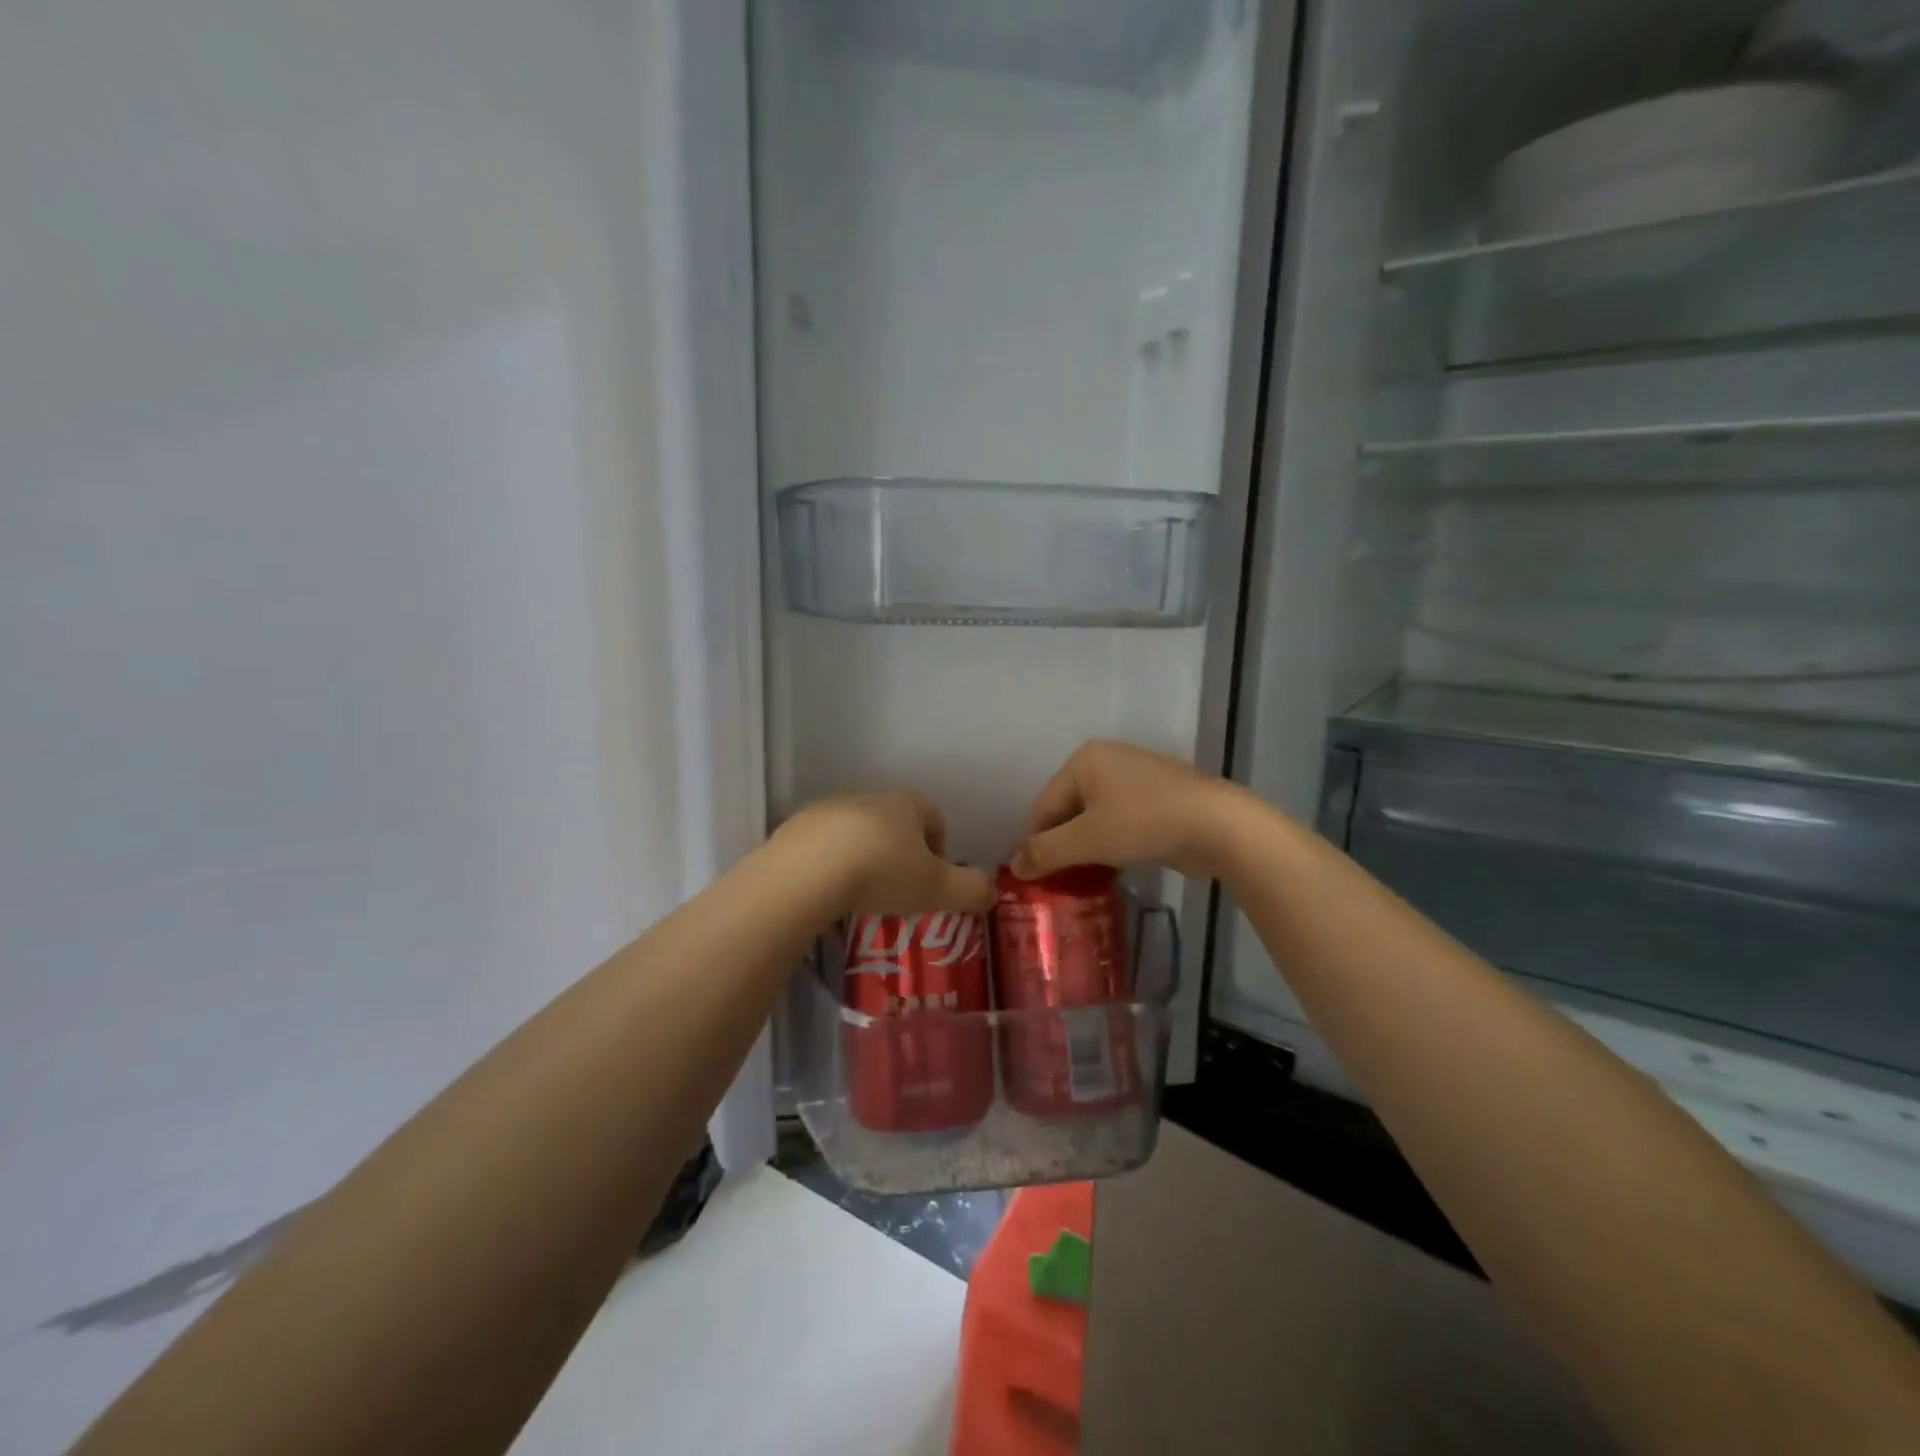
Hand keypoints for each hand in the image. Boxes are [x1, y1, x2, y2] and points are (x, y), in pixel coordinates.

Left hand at [776, 789, 995, 916]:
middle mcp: (870, 796)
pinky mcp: (797, 826)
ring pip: (858, 832)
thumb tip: (992, 891)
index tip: (932, 883)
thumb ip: (970, 889)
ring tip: (861, 895)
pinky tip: (828, 892)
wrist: (807, 871)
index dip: (939, 851)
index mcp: (908, 803)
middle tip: (898, 891)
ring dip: (864, 857)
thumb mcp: (937, 888)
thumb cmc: (883, 872)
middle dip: (900, 853)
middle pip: (895, 823)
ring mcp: (830, 808)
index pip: (935, 819)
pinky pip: (823, 846)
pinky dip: (830, 865)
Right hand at [1011, 740, 1242, 880]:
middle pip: (1068, 810)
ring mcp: (1136, 778)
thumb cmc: (1144, 823)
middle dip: (1060, 846)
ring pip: (1095, 818)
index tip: (1028, 878)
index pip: (1044, 805)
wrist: (1218, 826)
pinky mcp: (1158, 799)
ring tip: (1077, 883)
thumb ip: (1046, 852)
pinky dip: (1110, 845)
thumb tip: (1014, 866)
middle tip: (1052, 883)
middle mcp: (1107, 761)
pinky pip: (1119, 823)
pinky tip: (1109, 871)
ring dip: (1085, 849)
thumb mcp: (1087, 840)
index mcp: (1084, 760)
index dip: (1033, 843)